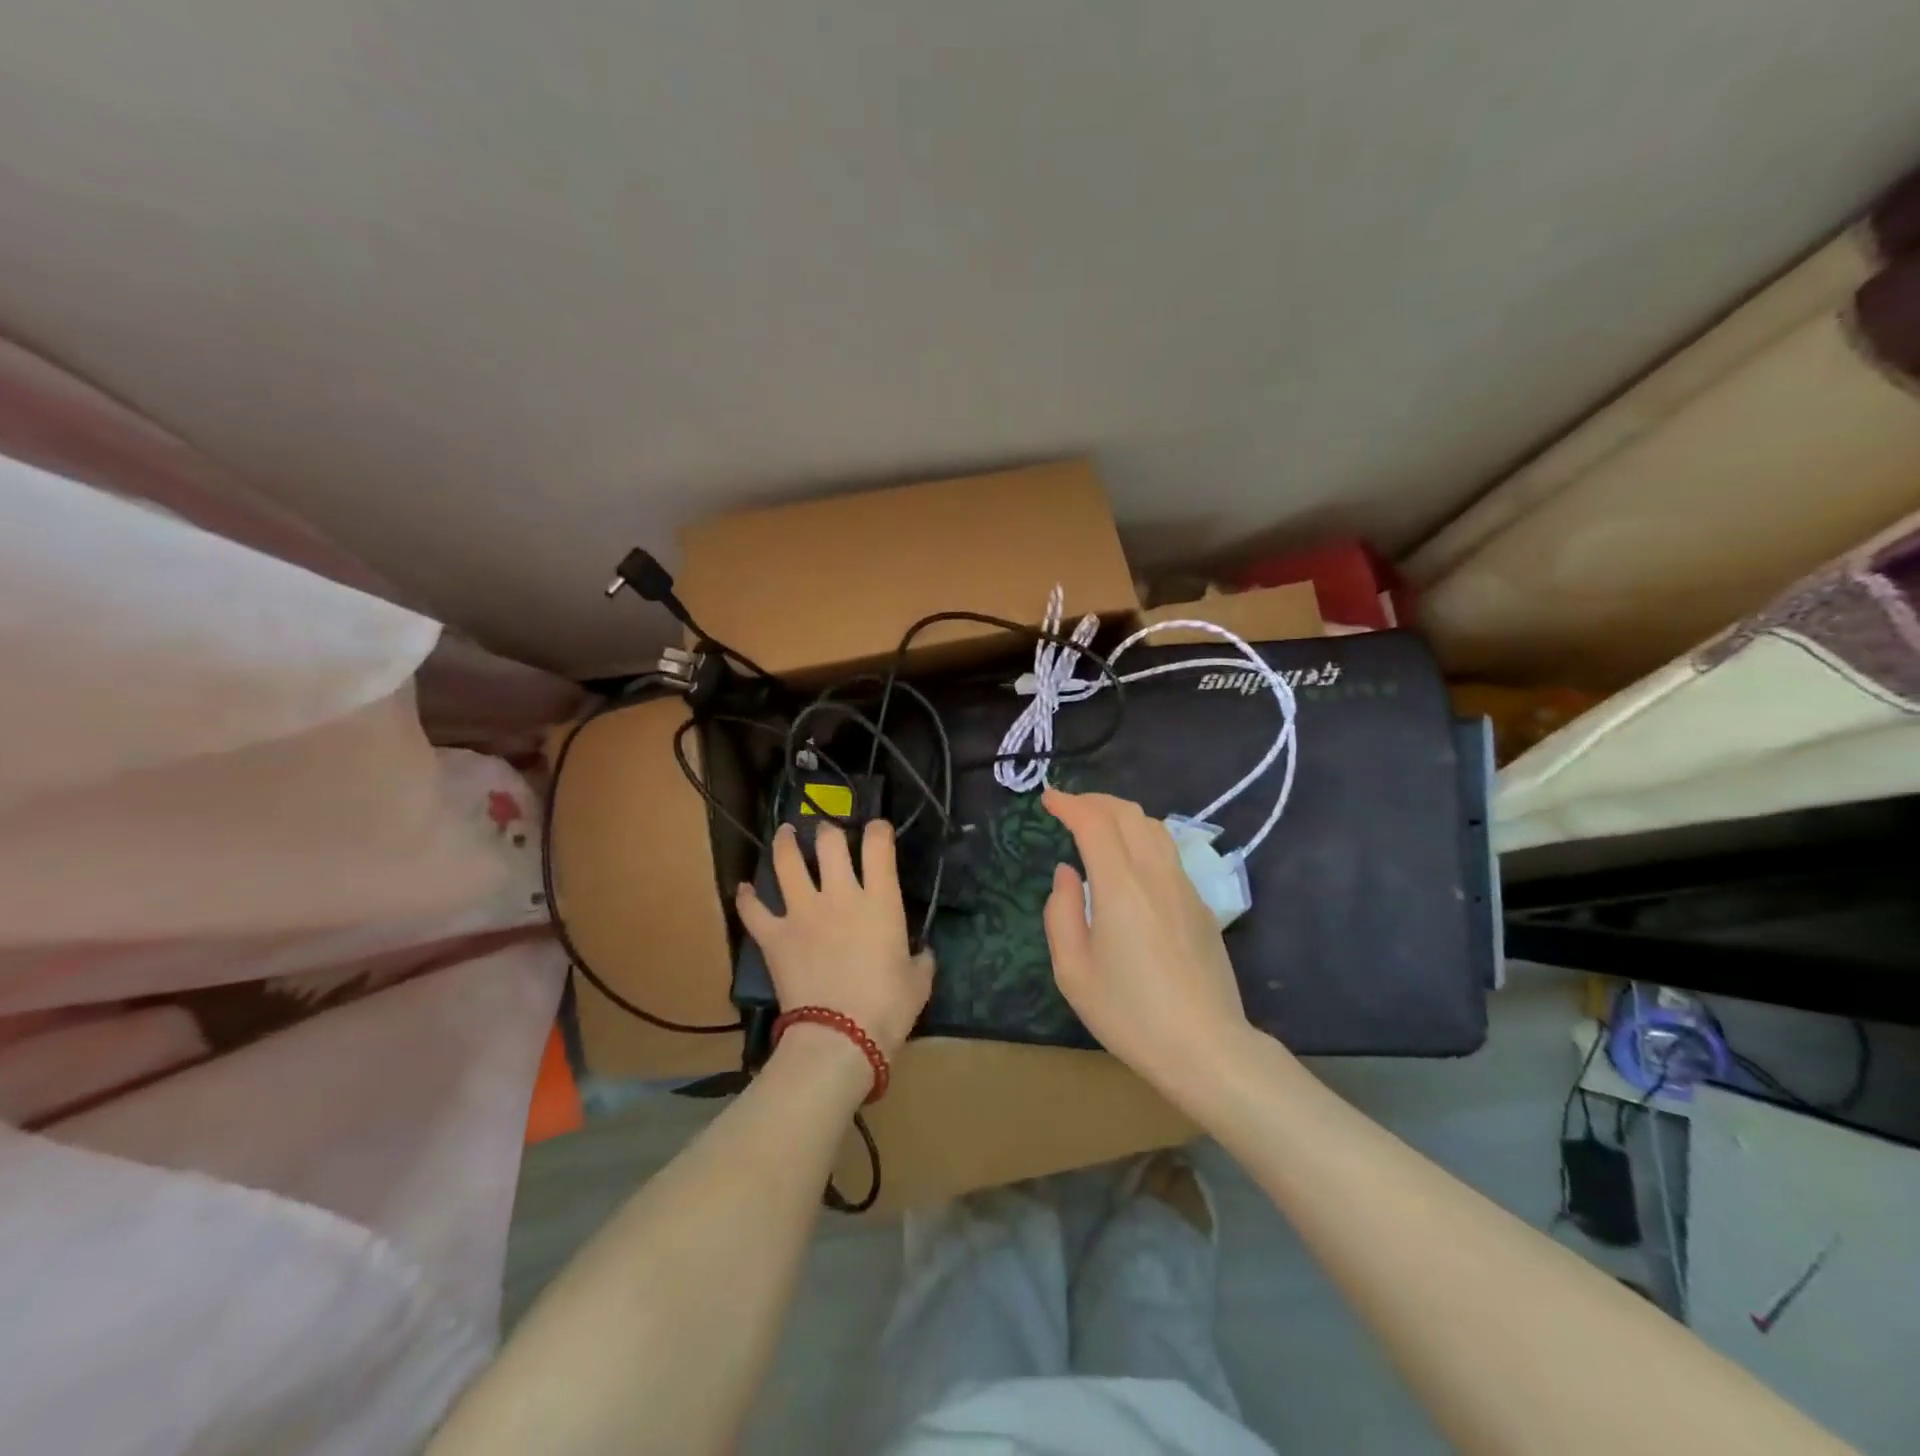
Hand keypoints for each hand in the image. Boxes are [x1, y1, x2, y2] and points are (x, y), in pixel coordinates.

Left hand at [736, 819, 933, 1060]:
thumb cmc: (888, 1008)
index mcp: (880, 901)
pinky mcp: (774, 936)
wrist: (839, 1037)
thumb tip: (922, 954)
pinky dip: (747, 898)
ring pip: (787, 863)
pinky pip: (754, 909)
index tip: (877, 829)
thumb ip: (920, 960)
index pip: (879, 846)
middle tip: (827, 831)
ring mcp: (802, 912)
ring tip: (785, 833)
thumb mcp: (918, 982)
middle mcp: (840, 895)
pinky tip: (745, 890)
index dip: (878, 829)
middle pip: (829, 843)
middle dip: (828, 830)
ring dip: (785, 844)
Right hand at [1041, 789, 1251, 1092]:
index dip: (1069, 804)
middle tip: (1069, 807)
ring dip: (1121, 814)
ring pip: (1153, 827)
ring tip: (1098, 824)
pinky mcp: (1201, 904)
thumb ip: (1061, 913)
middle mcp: (1155, 874)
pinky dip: (1142, 836)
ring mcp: (1184, 887)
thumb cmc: (1130, 1014)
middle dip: (1095, 801)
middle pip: (1128, 814)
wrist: (1206, 1047)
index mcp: (1120, 886)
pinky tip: (1130, 858)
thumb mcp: (1073, 971)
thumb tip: (1066, 873)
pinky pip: (1168, 851)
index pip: (1094, 823)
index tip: (1048, 798)